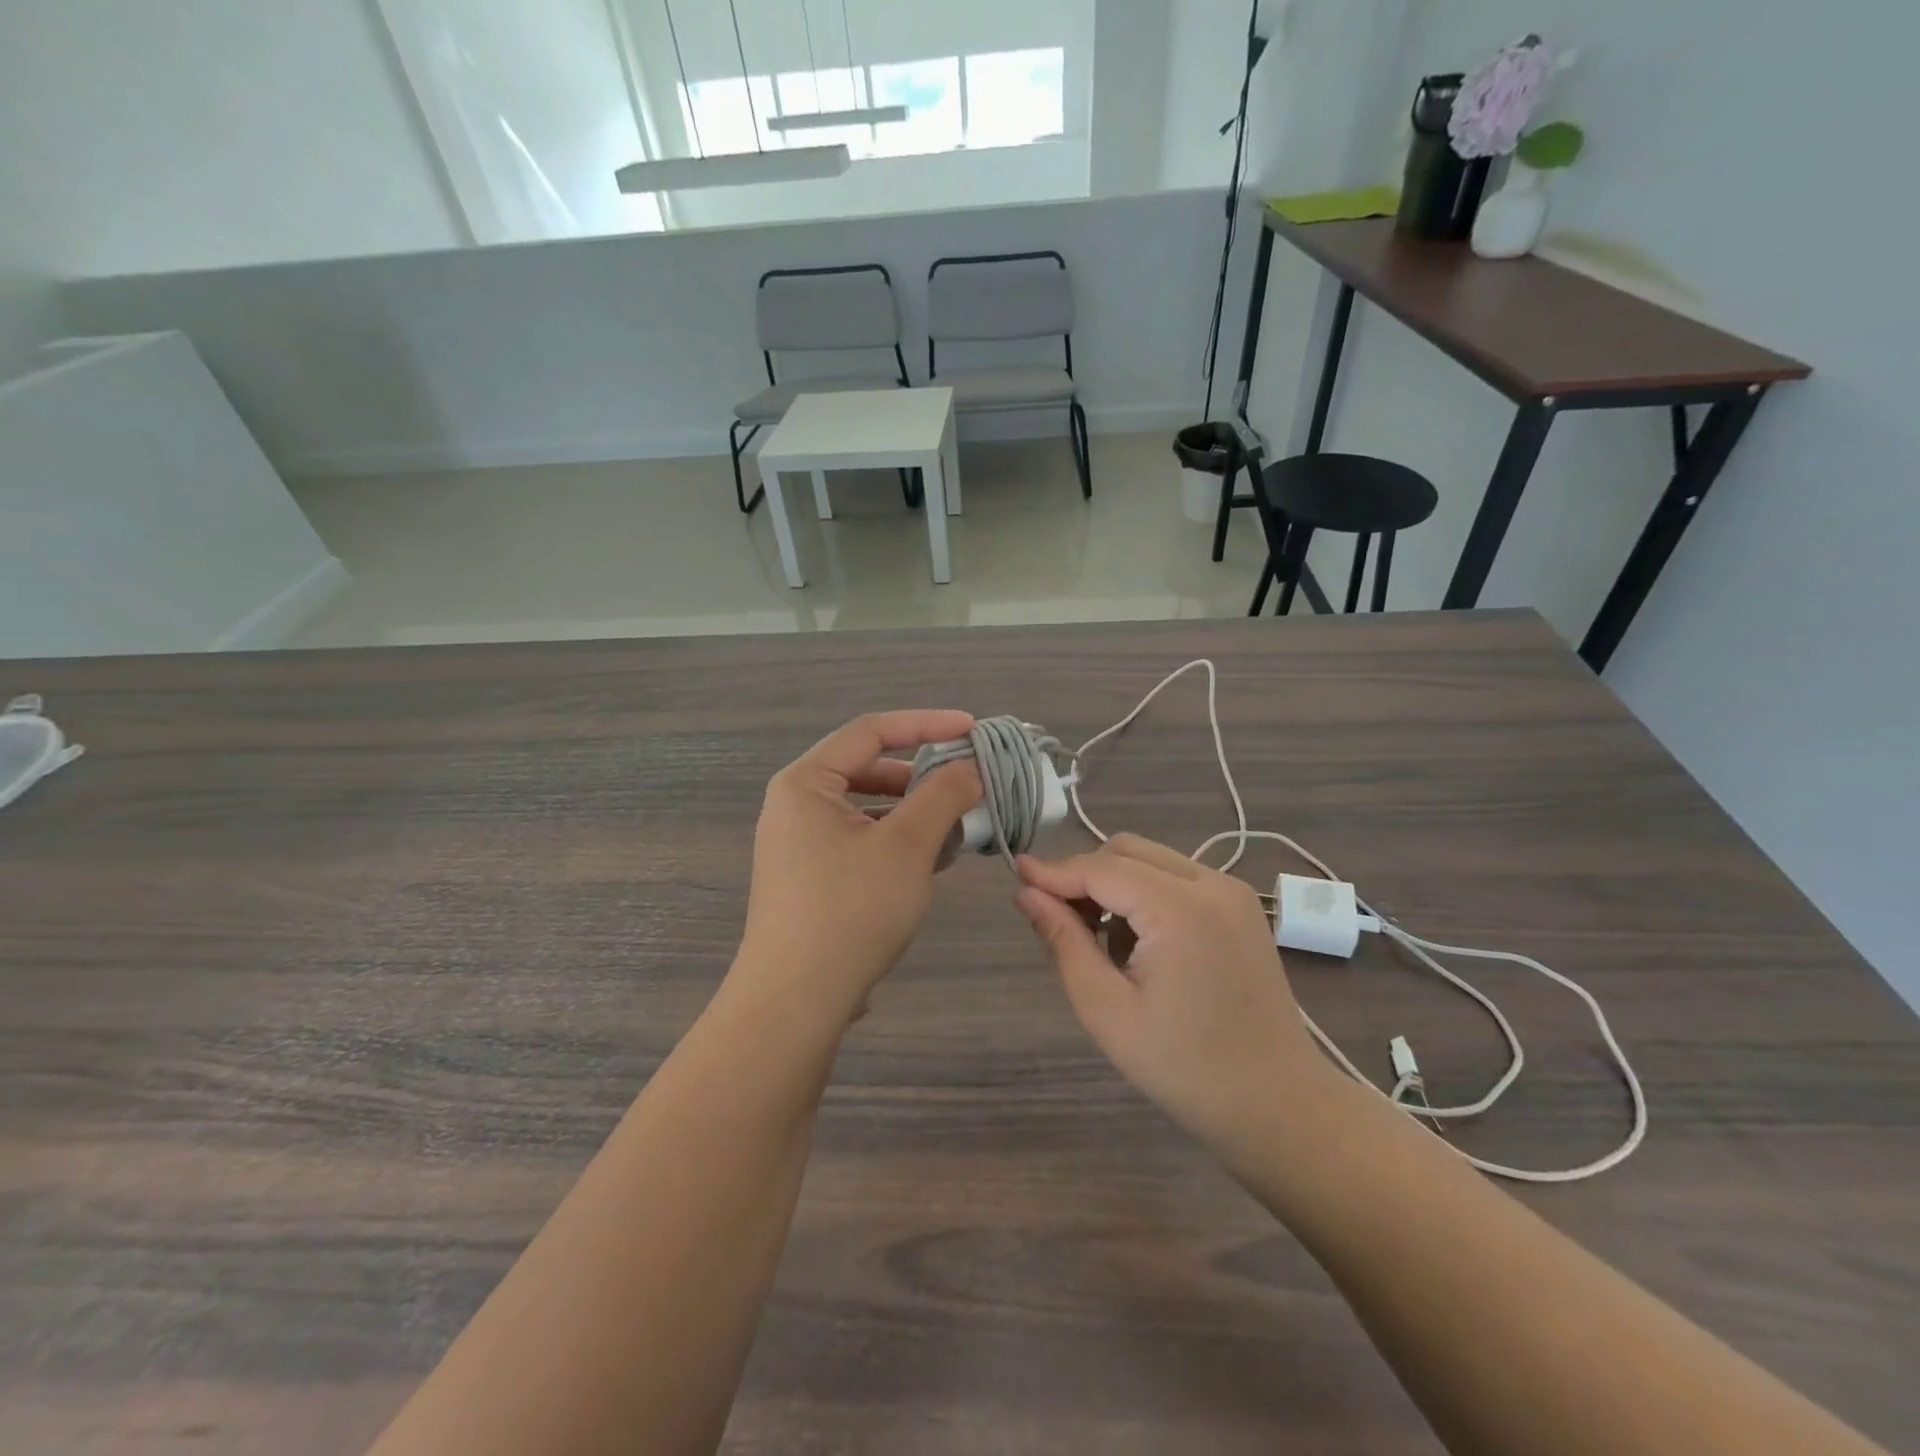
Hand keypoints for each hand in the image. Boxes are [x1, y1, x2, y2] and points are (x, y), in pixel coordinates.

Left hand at [735, 711, 982, 1026]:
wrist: (795, 1001)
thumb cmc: (850, 911)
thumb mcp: (907, 846)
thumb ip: (943, 796)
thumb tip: (970, 767)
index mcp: (806, 783)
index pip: (872, 731)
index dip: (927, 724)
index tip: (973, 729)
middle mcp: (797, 805)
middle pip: (869, 769)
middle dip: (923, 775)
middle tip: (969, 784)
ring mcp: (800, 844)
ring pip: (869, 809)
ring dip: (916, 812)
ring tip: (958, 828)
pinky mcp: (811, 877)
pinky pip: (861, 840)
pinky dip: (898, 841)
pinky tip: (932, 861)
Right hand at [1015, 834, 1330, 1145]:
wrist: (1277, 1104)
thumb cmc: (1185, 1067)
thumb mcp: (1107, 1010)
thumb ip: (1064, 941)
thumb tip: (1026, 894)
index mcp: (1181, 909)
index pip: (1101, 869)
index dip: (1054, 871)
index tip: (1015, 876)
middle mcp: (1211, 883)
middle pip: (1127, 851)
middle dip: (1084, 875)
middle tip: (1056, 919)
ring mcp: (1232, 892)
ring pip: (1151, 859)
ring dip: (1114, 884)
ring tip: (1098, 940)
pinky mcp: (1240, 907)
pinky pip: (1176, 878)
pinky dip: (1144, 894)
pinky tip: (1137, 943)